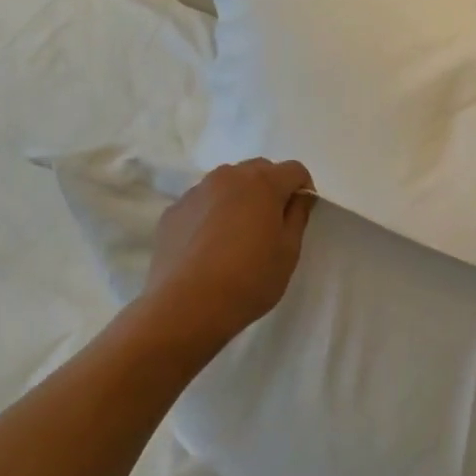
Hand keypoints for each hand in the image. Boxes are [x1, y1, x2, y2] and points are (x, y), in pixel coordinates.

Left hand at [139, 159, 314, 347]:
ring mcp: (196, 192)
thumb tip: (299, 196)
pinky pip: (201, 203)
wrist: (186, 306)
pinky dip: (211, 214)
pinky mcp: (173, 211)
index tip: (299, 215)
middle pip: (258, 170)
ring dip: (239, 198)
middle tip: (270, 224)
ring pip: (226, 184)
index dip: (303, 189)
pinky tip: (209, 247)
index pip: (294, 170)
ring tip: (237, 235)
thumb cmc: (249, 279)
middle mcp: (227, 177)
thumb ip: (298, 216)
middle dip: (270, 188)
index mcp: (262, 183)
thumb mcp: (289, 252)